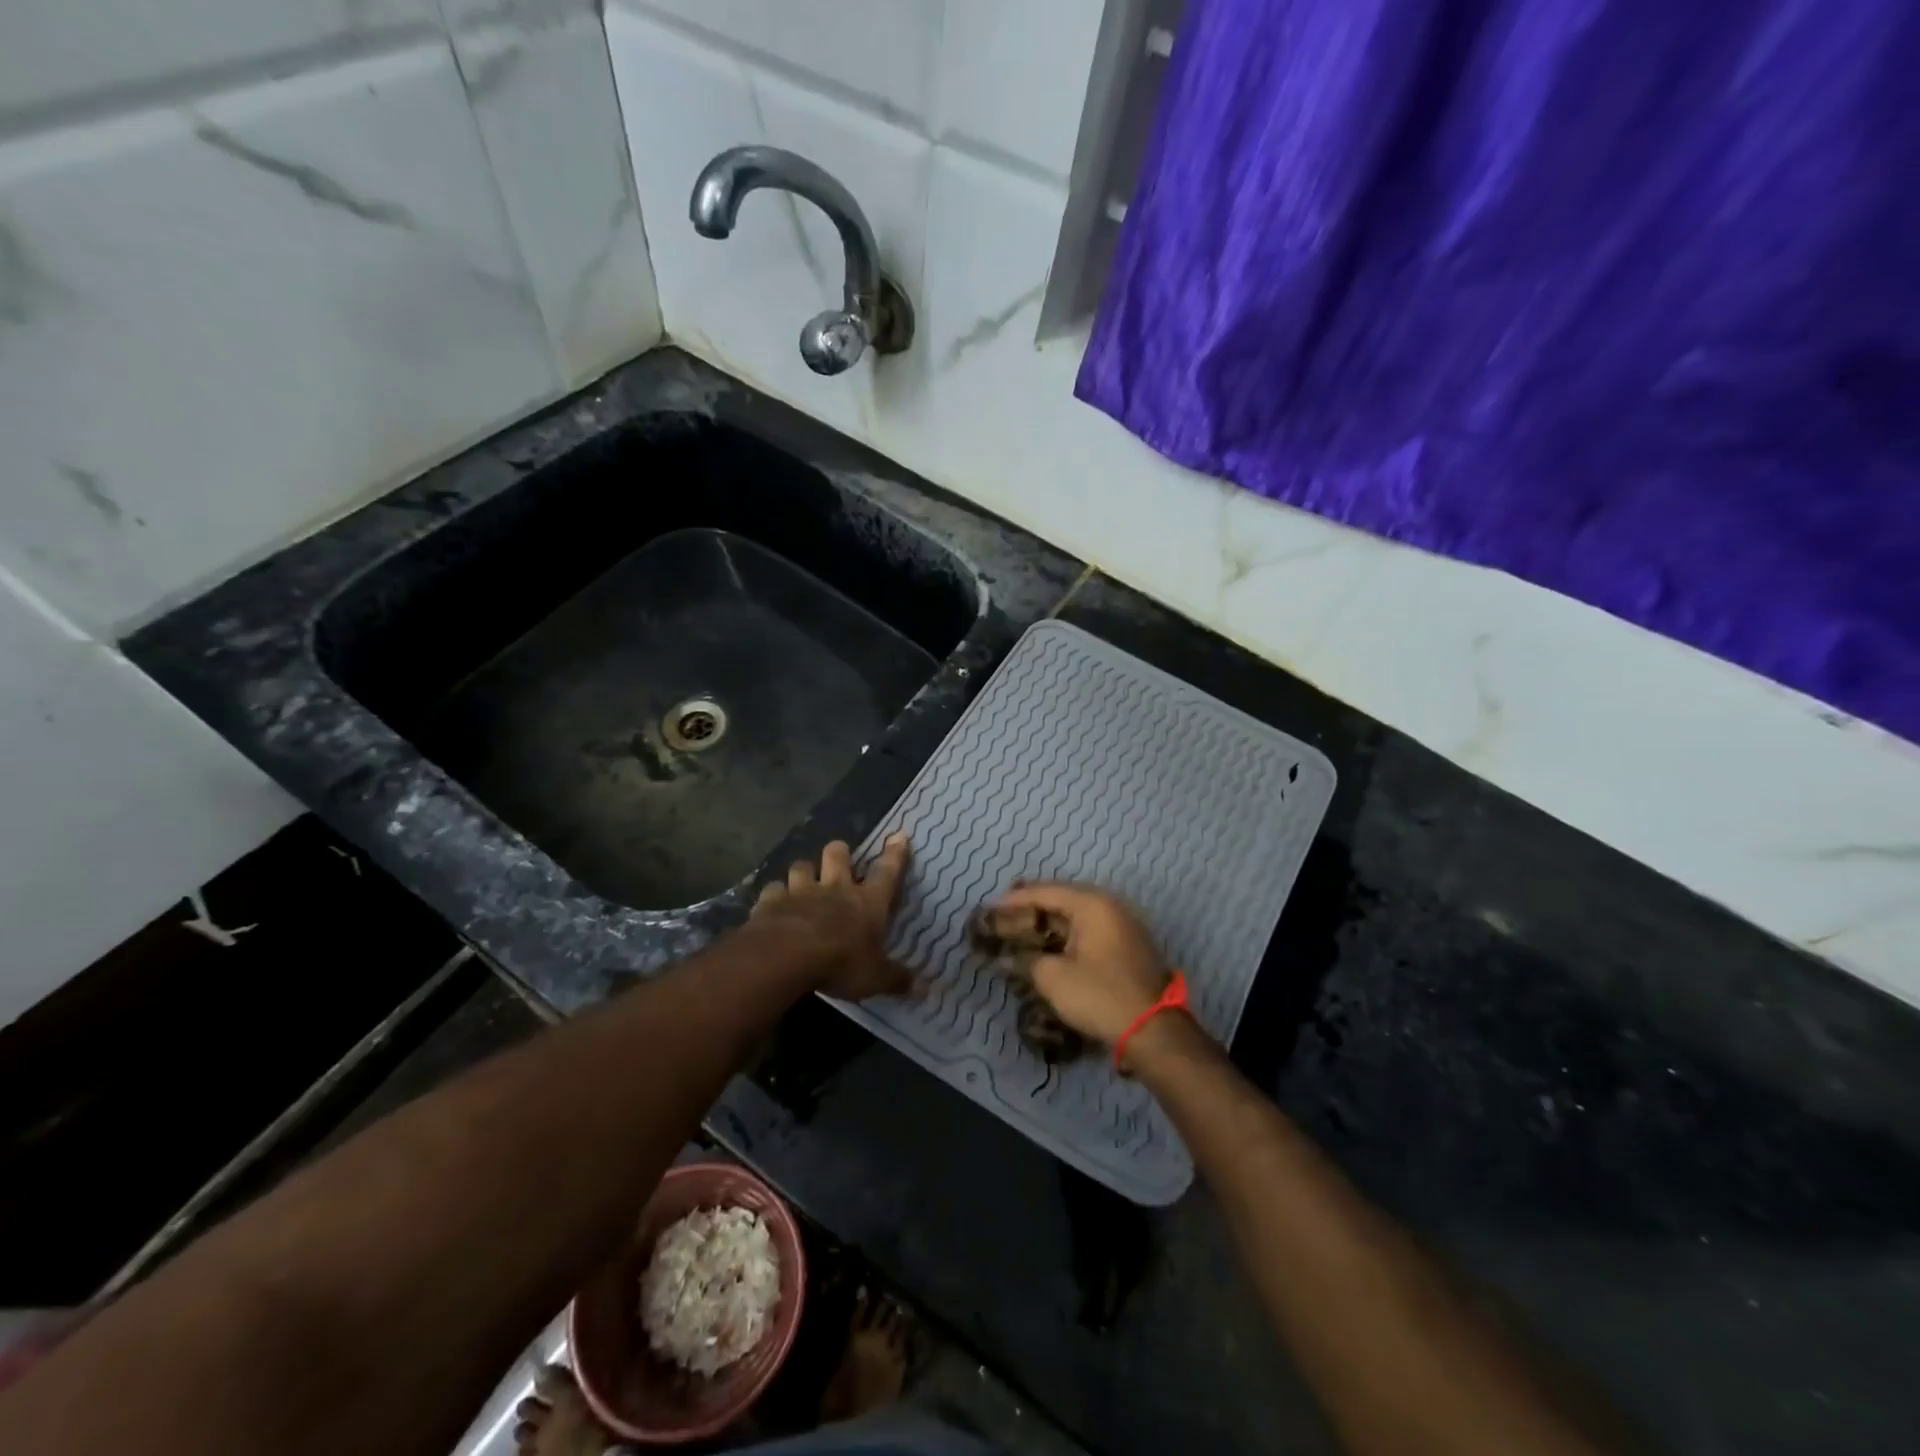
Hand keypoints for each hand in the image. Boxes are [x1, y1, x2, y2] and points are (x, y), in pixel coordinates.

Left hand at [751, 835, 912, 999]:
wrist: (787, 957)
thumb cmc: (840, 963)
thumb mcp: (875, 977)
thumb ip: (897, 979)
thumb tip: (926, 988)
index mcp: (867, 902)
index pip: (887, 872)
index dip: (895, 854)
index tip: (898, 836)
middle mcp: (835, 888)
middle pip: (838, 854)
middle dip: (839, 853)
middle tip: (839, 861)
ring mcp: (801, 891)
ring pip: (802, 865)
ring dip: (804, 872)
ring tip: (803, 882)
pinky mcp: (771, 901)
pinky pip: (773, 889)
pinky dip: (774, 895)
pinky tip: (773, 905)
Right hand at [986, 882, 1173, 1045]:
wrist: (1153, 1029)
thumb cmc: (1100, 995)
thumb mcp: (1054, 978)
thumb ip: (1027, 960)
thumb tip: (1007, 957)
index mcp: (1092, 904)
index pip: (1046, 891)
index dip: (1016, 899)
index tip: (991, 907)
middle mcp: (1110, 905)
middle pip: (1064, 897)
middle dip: (1034, 905)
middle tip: (1006, 912)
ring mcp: (1123, 924)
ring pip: (1078, 913)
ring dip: (1051, 920)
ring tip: (1025, 926)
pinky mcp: (1128, 944)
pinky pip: (1091, 928)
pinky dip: (1068, 932)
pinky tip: (1052, 942)